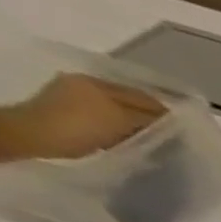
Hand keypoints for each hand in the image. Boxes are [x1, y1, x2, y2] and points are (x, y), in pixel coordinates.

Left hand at [0, 73, 165, 163]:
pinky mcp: (66, 108)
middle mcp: (87, 83)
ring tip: (145, 138)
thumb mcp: (122, 121)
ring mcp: (73, 94)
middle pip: (129, 100)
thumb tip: (172, 121)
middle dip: (148, 116)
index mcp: (100, 84)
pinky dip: (115, 125)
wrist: (37, 134)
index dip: (165, 113)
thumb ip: (148, 118)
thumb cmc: (83, 127)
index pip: (144, 97)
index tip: (183, 131)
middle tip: (167, 136)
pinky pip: (102, 115)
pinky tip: (122, 137)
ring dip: (131, 121)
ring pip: (116, 108)